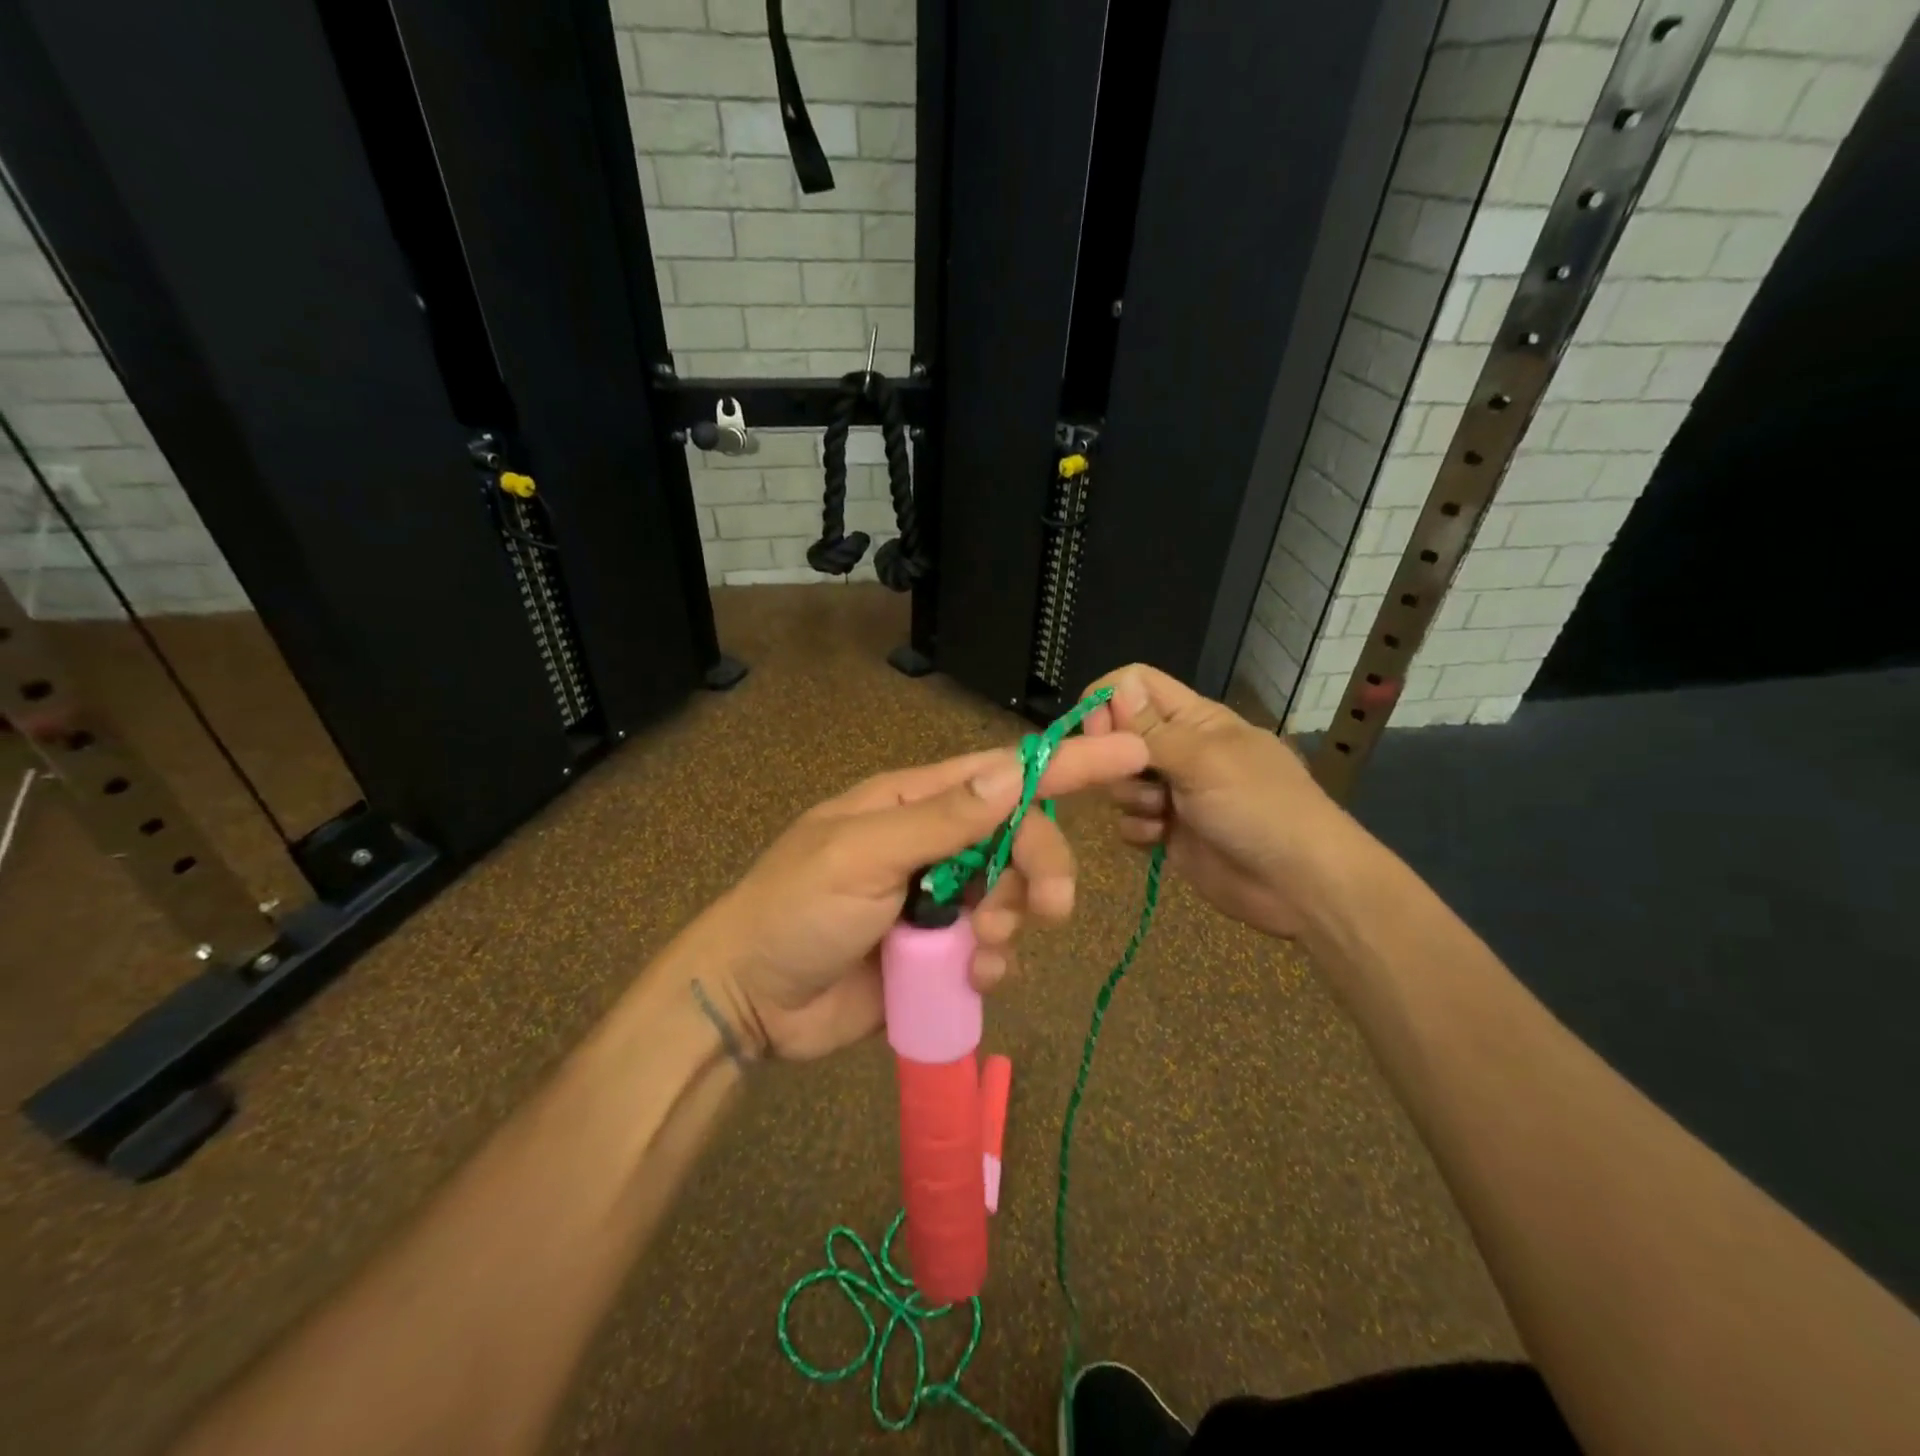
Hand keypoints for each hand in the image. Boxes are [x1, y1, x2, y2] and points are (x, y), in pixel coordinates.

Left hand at [683, 733, 1148, 1060]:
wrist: (750, 999)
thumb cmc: (796, 910)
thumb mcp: (863, 854)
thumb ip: (941, 819)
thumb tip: (1012, 772)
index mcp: (914, 803)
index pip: (1001, 773)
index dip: (1065, 765)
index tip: (1129, 755)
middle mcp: (935, 843)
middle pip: (1019, 836)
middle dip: (1043, 867)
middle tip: (1052, 908)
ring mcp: (940, 898)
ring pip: (1013, 893)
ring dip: (1016, 919)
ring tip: (985, 948)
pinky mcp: (941, 951)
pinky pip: (994, 946)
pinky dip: (999, 960)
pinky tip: (978, 976)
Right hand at [1081, 664, 1351, 939]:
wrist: (1299, 884)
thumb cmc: (1258, 806)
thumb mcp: (1204, 759)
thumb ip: (1151, 728)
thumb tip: (1115, 686)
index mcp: (1194, 719)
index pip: (1137, 685)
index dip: (1109, 701)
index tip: (1096, 732)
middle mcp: (1179, 749)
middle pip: (1118, 735)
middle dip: (1116, 758)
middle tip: (1138, 777)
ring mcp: (1173, 793)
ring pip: (1119, 781)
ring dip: (1131, 798)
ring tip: (1162, 814)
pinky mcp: (1168, 832)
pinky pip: (1129, 821)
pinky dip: (1139, 830)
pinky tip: (1161, 840)